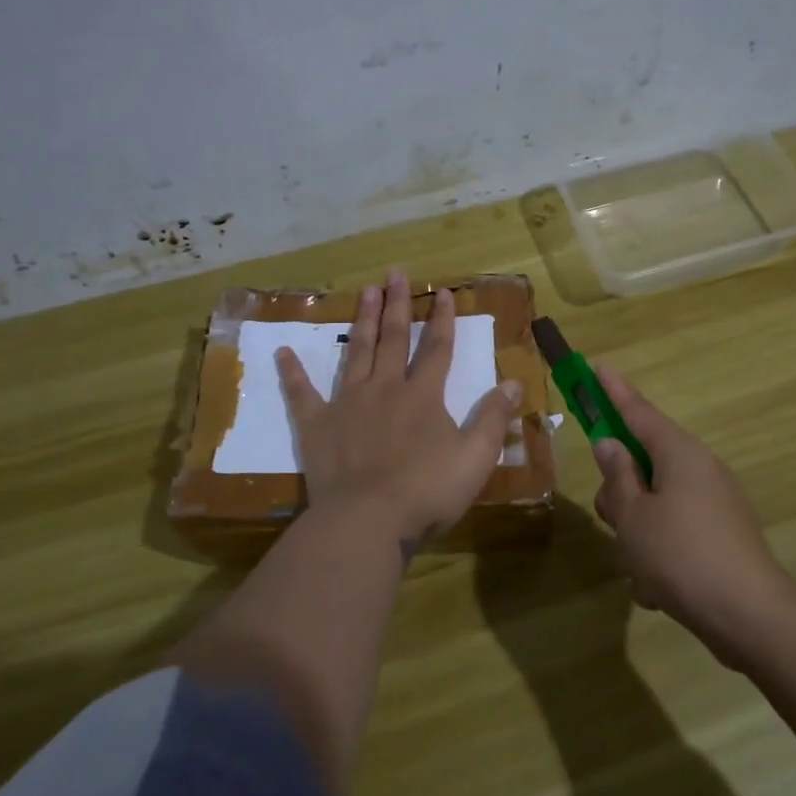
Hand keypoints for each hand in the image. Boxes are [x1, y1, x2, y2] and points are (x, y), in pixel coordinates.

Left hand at [277, 271, 521, 551]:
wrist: (367, 521)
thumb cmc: (427, 492)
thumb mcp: (475, 458)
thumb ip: (494, 418)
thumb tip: (513, 382)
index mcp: (423, 396)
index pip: (436, 348)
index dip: (442, 319)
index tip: (443, 292)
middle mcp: (385, 389)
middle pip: (392, 339)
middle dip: (396, 305)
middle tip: (394, 273)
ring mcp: (347, 404)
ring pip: (356, 353)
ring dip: (361, 321)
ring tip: (364, 291)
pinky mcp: (317, 426)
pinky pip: (302, 394)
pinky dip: (292, 373)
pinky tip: (282, 352)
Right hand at [590, 366, 795, 662]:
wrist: (751, 617)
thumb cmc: (681, 556)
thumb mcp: (633, 516)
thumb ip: (617, 477)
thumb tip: (610, 444)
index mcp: (679, 454)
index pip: (638, 411)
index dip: (613, 391)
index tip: (597, 367)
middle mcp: (699, 469)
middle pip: (643, 463)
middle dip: (620, 493)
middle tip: (613, 521)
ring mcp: (713, 503)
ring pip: (654, 503)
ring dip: (637, 532)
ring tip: (640, 570)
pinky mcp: (720, 535)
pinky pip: (674, 532)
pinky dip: (659, 555)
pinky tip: (658, 590)